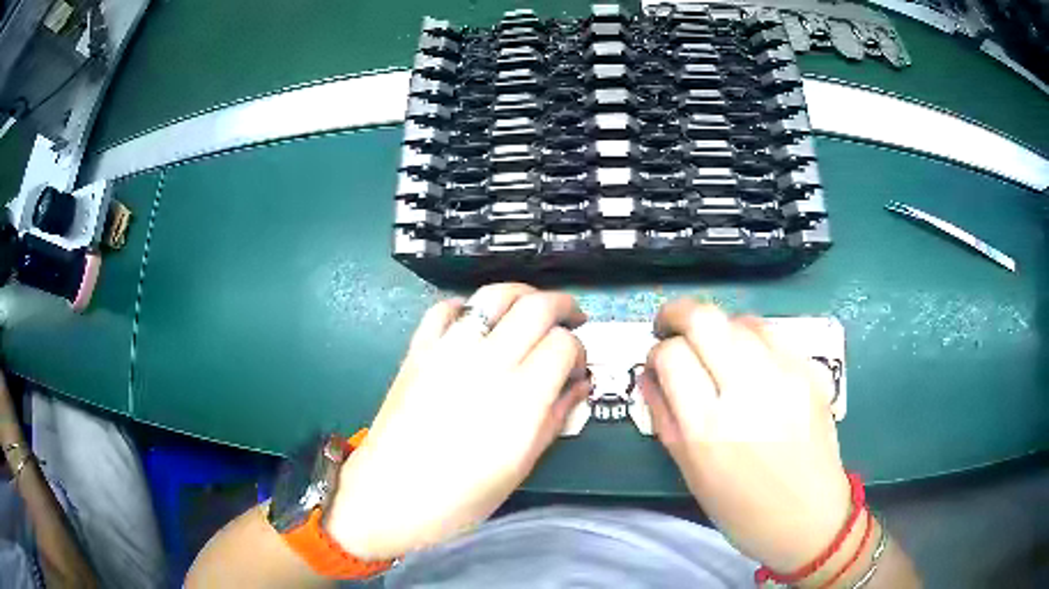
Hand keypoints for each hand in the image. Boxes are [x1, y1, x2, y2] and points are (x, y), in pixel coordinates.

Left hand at [325, 283, 588, 559]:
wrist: (391, 496)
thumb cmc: (461, 496)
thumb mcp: (520, 466)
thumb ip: (555, 419)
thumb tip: (579, 386)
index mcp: (520, 399)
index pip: (563, 344)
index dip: (578, 350)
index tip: (576, 367)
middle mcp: (487, 364)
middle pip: (537, 307)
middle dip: (563, 306)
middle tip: (572, 319)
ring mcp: (448, 352)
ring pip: (494, 296)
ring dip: (522, 294)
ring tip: (532, 308)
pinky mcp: (418, 351)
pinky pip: (445, 309)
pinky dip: (467, 306)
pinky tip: (476, 322)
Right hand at [642, 300, 848, 572]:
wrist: (810, 517)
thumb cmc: (741, 508)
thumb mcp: (690, 471)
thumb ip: (663, 416)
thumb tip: (650, 372)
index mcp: (708, 428)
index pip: (671, 355)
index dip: (657, 351)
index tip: (658, 361)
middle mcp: (748, 392)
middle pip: (704, 318)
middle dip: (677, 313)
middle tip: (669, 325)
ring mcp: (786, 376)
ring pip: (738, 318)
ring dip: (716, 327)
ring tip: (713, 348)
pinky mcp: (811, 370)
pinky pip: (771, 332)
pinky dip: (749, 336)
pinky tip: (748, 357)